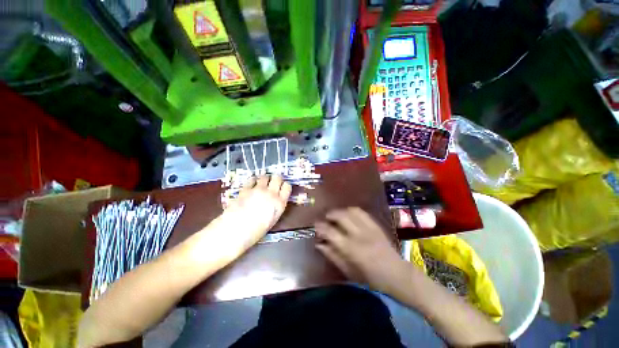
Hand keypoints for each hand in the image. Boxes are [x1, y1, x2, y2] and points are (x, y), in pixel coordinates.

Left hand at [219, 175, 291, 249]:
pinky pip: (252, 179)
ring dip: (264, 179)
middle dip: (275, 179)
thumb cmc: (255, 232)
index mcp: (280, 204)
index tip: (281, 187)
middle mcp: (271, 194)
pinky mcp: (246, 188)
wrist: (235, 231)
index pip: (287, 187)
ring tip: (261, 183)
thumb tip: (273, 201)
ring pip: (265, 176)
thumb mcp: (272, 220)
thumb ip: (275, 207)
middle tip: (272, 183)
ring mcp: (259, 190)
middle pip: (278, 178)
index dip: (284, 185)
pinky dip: (253, 180)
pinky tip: (251, 185)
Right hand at [315, 207, 408, 293]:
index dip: (321, 227)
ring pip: (351, 211)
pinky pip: (361, 212)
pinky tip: (348, 214)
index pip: (331, 232)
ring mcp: (369, 228)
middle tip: (325, 219)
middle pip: (341, 217)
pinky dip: (351, 211)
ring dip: (340, 211)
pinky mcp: (375, 225)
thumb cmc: (371, 278)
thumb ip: (333, 256)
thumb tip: (319, 244)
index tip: (315, 225)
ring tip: (335, 216)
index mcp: (352, 249)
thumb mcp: (349, 271)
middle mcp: (359, 235)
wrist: (396, 273)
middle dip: (330, 214)